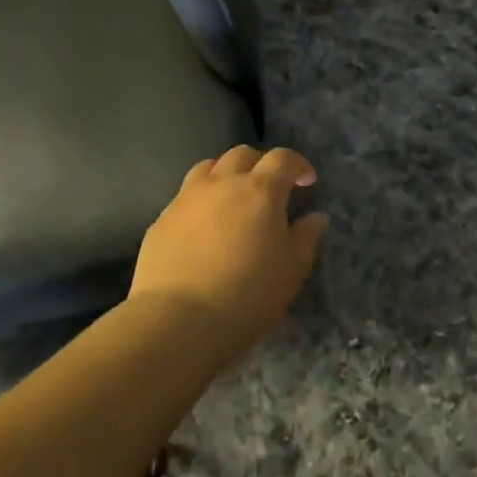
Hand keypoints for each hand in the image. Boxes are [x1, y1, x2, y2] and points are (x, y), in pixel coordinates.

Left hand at [129, 145, 328, 357]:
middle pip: (242, 155)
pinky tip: (204, 228)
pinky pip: (185, 196)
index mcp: (260, 191)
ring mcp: (186, 199)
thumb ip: (307, 238)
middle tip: (271, 188)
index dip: (298, 165)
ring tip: (233, 198)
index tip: (307, 181)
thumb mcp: (292, 270)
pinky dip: (201, 201)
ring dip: (226, 174)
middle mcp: (222, 184)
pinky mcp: (161, 220)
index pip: (283, 159)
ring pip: (209, 168)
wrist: (177, 321)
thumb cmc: (246, 295)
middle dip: (261, 164)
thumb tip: (315, 217)